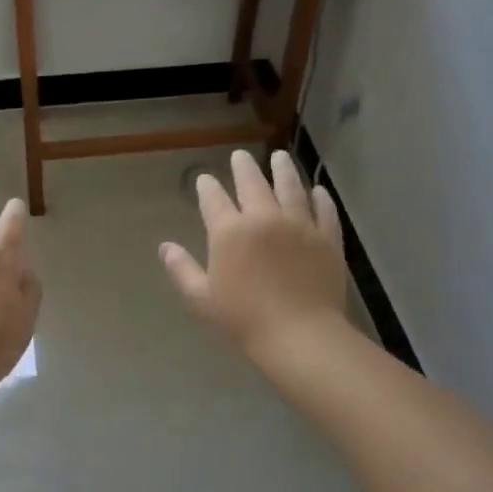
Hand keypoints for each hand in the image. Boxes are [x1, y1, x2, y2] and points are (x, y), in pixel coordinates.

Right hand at [160, 150, 348, 367]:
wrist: (301, 335)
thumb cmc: (244, 320)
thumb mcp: (202, 299)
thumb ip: (182, 269)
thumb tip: (165, 247)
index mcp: (229, 232)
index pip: (214, 199)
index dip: (207, 187)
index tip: (205, 179)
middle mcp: (263, 218)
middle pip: (252, 184)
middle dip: (243, 167)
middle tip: (240, 156)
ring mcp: (299, 225)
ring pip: (290, 188)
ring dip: (283, 170)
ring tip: (280, 157)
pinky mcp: (327, 238)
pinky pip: (324, 211)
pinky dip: (320, 198)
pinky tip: (318, 191)